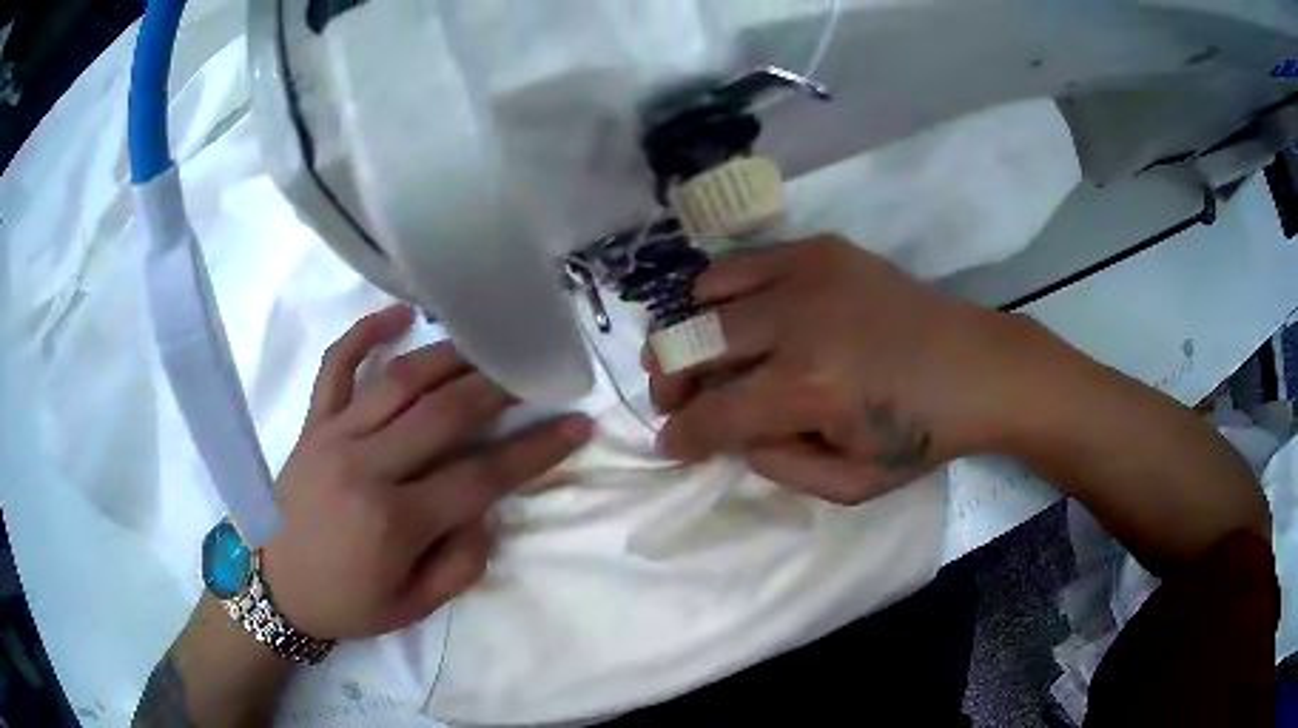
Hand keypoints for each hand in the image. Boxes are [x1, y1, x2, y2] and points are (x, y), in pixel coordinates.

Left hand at [261, 305, 592, 640]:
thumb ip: (461, 563)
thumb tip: (484, 510)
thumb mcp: (413, 608)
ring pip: (400, 380)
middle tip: (534, 372)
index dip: (537, 450)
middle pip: (445, 414)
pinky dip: (366, 333)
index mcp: (395, 522)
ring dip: (451, 357)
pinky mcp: (312, 424)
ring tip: (487, 346)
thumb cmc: (346, 603)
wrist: (273, 587)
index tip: (577, 425)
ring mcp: (334, 436)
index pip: (482, 476)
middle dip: (500, 389)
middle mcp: (366, 467)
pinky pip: (336, 366)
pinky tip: (401, 313)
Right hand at [650, 236, 1018, 503]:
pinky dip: (720, 292)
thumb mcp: (853, 484)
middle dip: (666, 382)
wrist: (978, 366)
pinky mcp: (820, 250)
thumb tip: (732, 434)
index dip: (680, 435)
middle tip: (671, 400)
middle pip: (691, 345)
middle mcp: (797, 323)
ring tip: (695, 354)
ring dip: (686, 333)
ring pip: (705, 296)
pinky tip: (733, 314)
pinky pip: (741, 263)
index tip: (668, 443)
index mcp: (810, 390)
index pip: (714, 414)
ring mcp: (807, 276)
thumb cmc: (922, 433)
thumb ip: (779, 466)